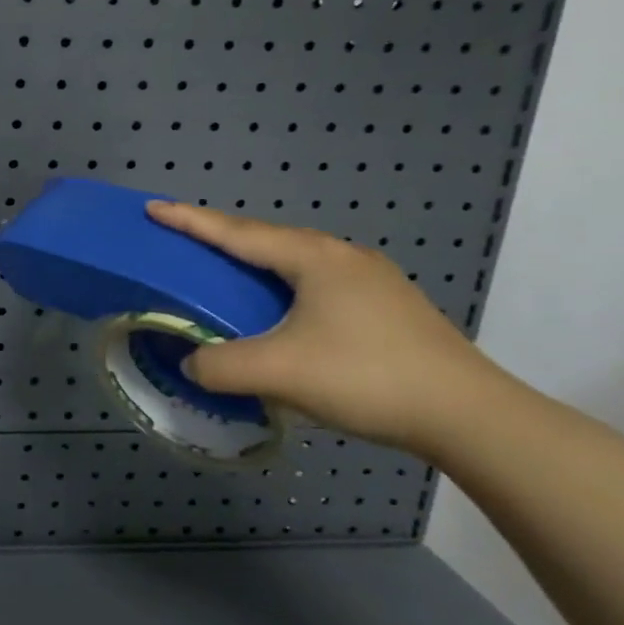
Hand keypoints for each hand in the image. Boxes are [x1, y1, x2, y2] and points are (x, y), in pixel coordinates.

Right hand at [145, 201, 511, 454]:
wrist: (470, 416)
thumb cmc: (366, 377)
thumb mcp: (278, 372)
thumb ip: (219, 366)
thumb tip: (192, 363)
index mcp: (313, 258)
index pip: (236, 232)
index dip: (190, 221)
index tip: (153, 207)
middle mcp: (342, 257)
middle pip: (266, 239)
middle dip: (221, 238)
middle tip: (184, 244)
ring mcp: (371, 280)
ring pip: (295, 262)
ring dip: (254, 265)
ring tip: (225, 277)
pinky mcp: (386, 307)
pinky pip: (316, 284)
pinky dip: (281, 288)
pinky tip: (278, 312)